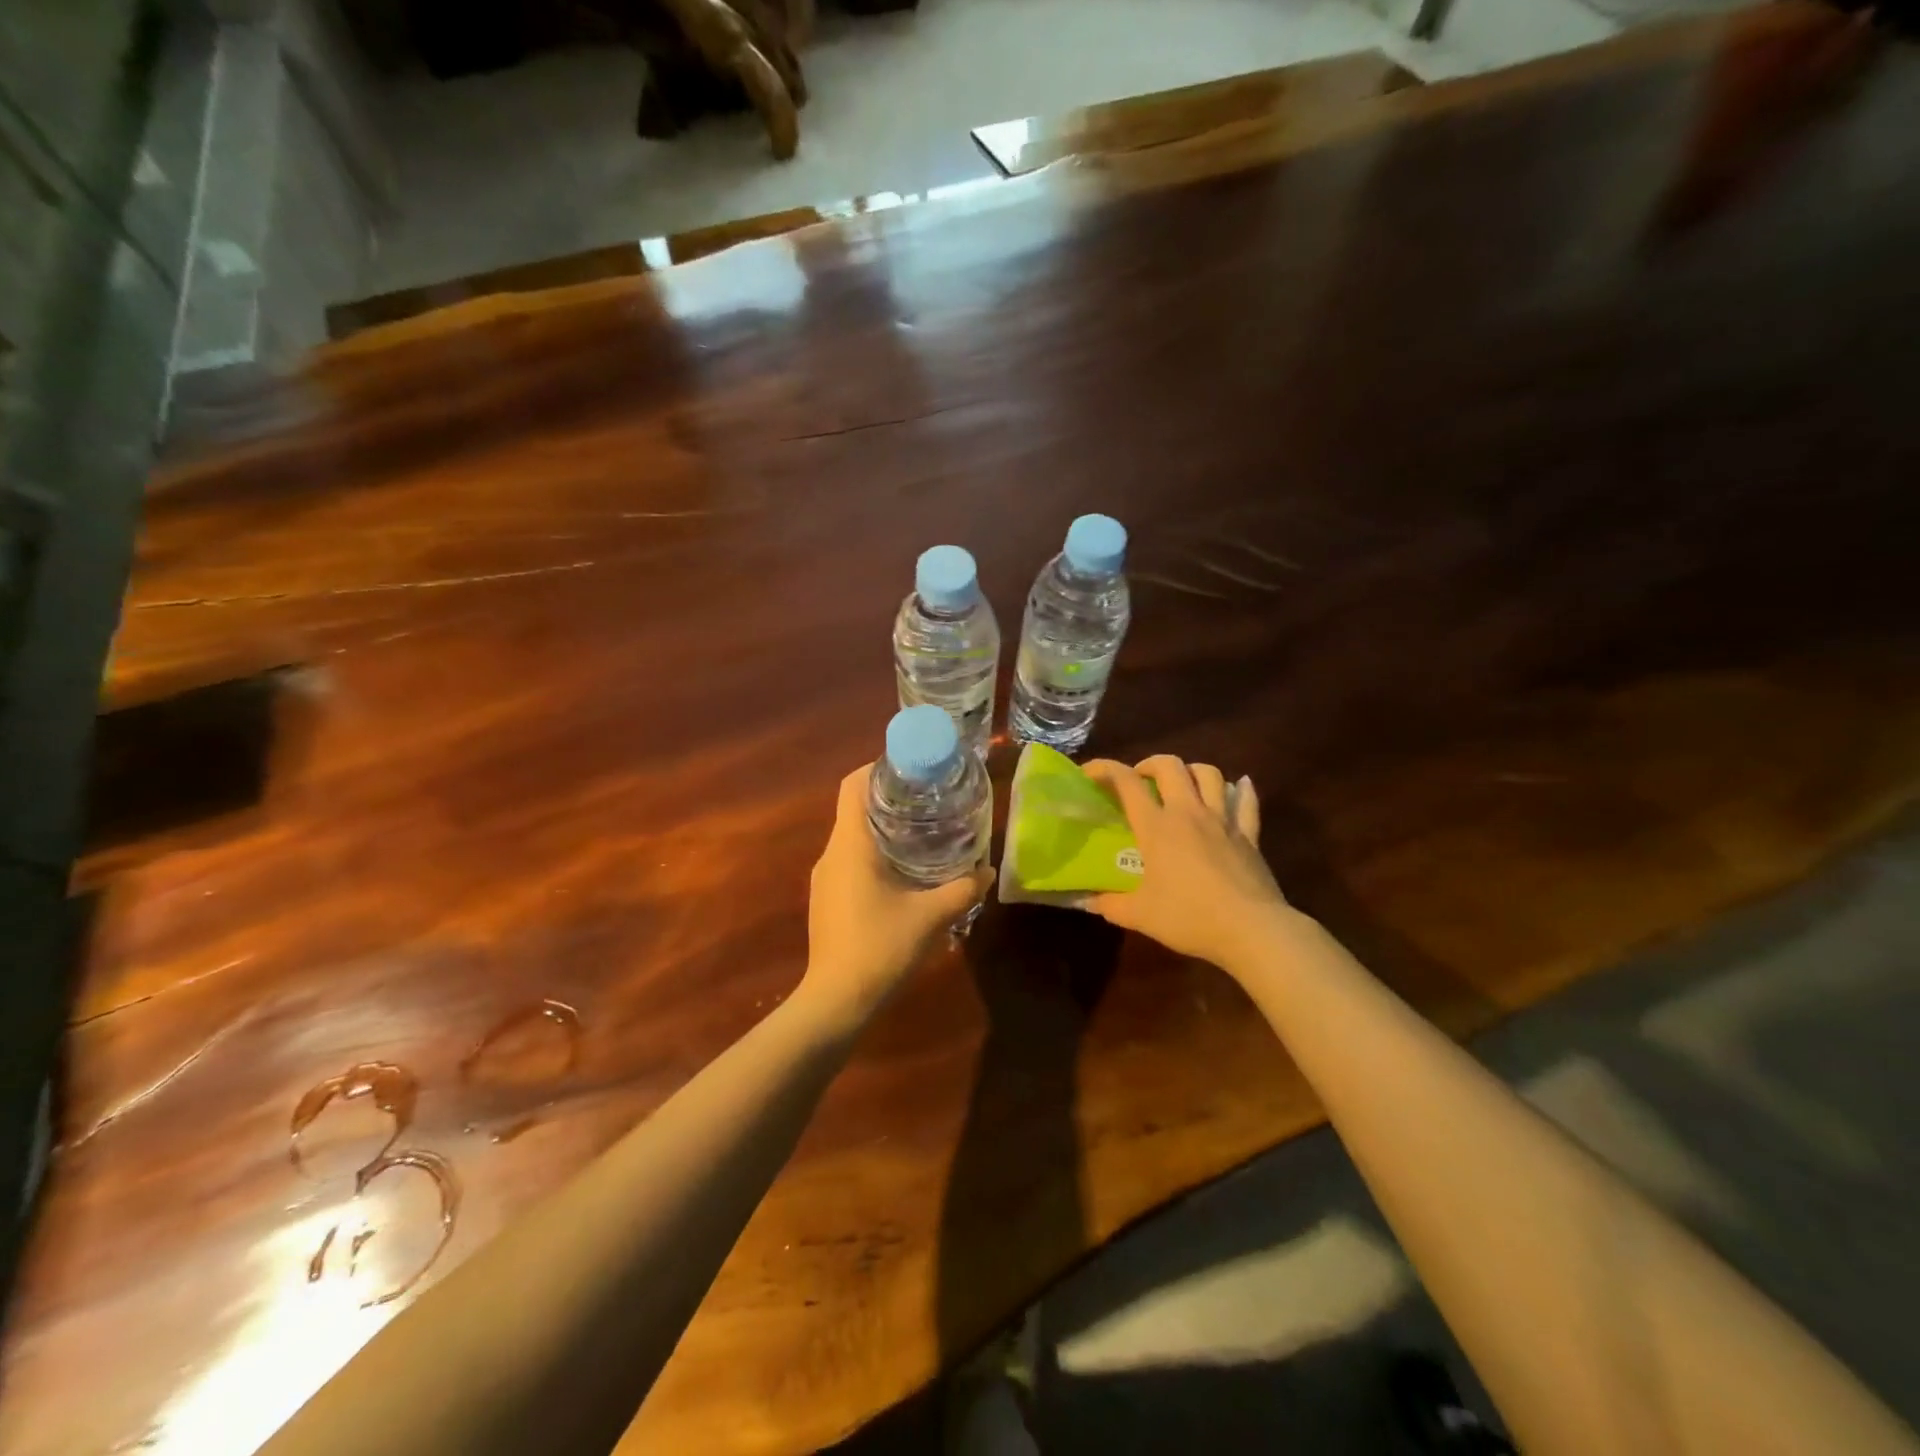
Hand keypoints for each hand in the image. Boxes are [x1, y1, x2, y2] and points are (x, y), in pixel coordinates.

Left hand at [800, 764, 993, 1033]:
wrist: (836, 1001)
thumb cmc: (880, 948)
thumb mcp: (931, 916)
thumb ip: (963, 889)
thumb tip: (987, 870)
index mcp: (850, 845)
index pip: (852, 785)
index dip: (877, 768)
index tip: (911, 769)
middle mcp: (831, 853)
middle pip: (854, 807)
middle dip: (889, 798)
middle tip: (929, 799)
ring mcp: (825, 878)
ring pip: (852, 836)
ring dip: (883, 828)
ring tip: (922, 832)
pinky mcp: (826, 898)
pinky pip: (849, 860)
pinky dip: (873, 853)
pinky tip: (903, 872)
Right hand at [1081, 756, 1294, 972]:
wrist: (1251, 931)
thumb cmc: (1189, 918)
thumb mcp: (1140, 916)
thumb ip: (1109, 905)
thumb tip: (1086, 901)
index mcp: (1157, 827)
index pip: (1126, 782)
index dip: (1104, 769)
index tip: (1089, 773)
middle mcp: (1189, 813)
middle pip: (1171, 766)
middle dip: (1150, 764)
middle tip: (1140, 780)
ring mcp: (1223, 821)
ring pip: (1209, 775)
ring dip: (1191, 771)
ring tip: (1182, 784)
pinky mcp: (1249, 836)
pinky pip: (1247, 802)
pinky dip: (1241, 790)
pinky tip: (1239, 786)